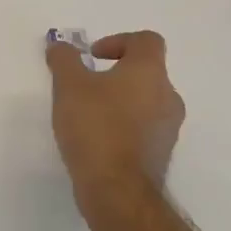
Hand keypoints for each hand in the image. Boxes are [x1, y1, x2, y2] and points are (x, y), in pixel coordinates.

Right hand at [45, 31, 184, 219]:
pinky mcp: (161, 154)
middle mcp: (167, 96)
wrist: (117, 190)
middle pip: (146, 71)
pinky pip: (144, 127)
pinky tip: (97, 138)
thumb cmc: (95, 126)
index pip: (146, 41)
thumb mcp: (68, 85)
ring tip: (88, 113)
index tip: (93, 56)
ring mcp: (168, 128)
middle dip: (116, 73)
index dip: (119, 40)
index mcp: (149, 72)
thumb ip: (64, 59)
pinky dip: (124, 124)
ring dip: (120, 100)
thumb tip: (61, 46)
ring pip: (145, 100)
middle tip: (86, 84)